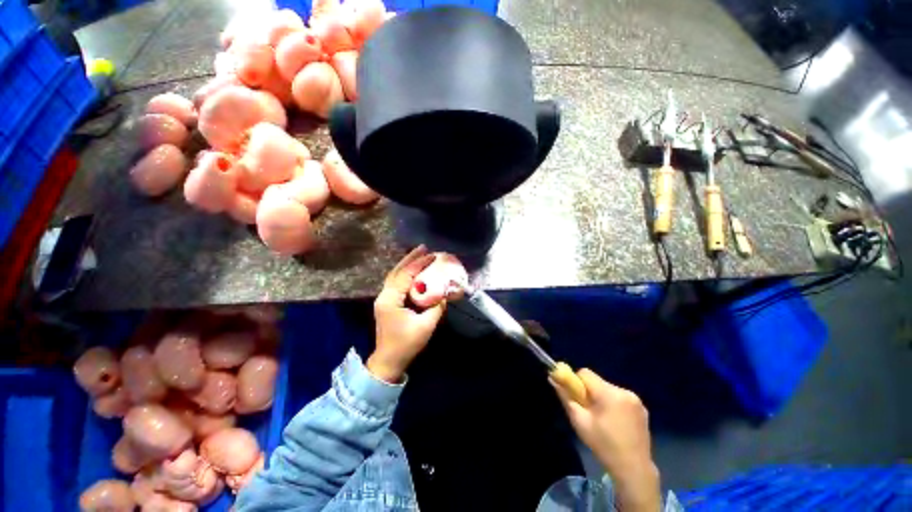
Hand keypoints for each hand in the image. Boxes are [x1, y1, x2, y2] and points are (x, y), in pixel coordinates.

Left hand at [368, 245, 446, 382]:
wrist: (388, 361)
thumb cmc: (406, 344)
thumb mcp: (426, 325)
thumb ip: (436, 307)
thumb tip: (445, 292)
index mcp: (391, 300)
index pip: (405, 276)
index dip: (419, 264)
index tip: (432, 255)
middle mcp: (384, 295)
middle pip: (396, 271)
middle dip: (410, 258)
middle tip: (423, 247)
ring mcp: (384, 298)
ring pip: (394, 275)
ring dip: (407, 264)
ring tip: (419, 254)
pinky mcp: (387, 302)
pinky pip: (395, 282)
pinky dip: (405, 273)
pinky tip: (413, 270)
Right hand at [552, 369, 660, 511]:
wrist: (634, 469)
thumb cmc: (603, 445)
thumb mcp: (579, 421)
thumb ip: (565, 397)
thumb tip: (553, 378)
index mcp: (608, 393)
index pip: (585, 373)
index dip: (577, 382)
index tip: (577, 398)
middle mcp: (624, 391)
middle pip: (597, 382)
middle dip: (590, 392)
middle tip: (589, 413)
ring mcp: (636, 400)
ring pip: (608, 389)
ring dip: (602, 398)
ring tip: (603, 420)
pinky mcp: (643, 408)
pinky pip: (620, 397)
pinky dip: (614, 404)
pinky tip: (616, 423)